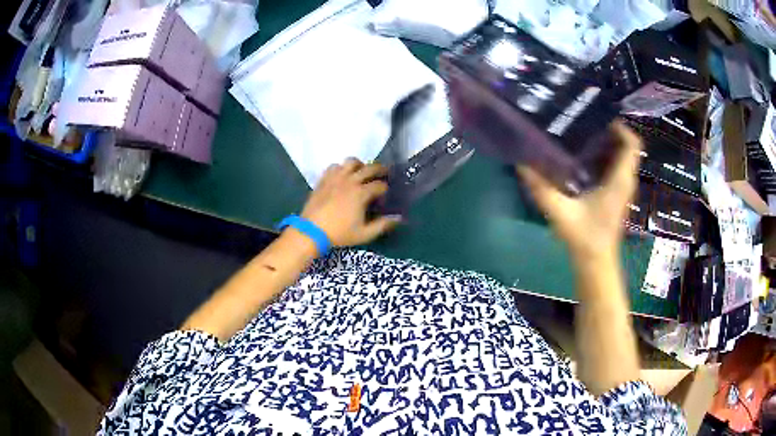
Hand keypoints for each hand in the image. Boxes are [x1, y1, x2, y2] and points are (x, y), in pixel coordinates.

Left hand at [301, 158, 400, 246]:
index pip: (379, 185)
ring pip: (351, 162)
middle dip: (380, 169)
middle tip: (384, 172)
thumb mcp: (364, 234)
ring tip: (361, 171)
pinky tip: (342, 176)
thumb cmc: (339, 234)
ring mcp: (335, 178)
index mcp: (361, 193)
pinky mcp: (324, 179)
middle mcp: (350, 181)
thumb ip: (382, 225)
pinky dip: (341, 168)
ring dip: (360, 165)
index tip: (385, 194)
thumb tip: (398, 218)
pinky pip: (334, 166)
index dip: (385, 189)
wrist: (311, 231)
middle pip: (369, 168)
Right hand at [517, 121, 642, 259]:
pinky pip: (618, 166)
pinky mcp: (618, 194)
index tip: (600, 115)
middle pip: (627, 146)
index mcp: (619, 180)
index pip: (632, 144)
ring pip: (623, 156)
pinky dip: (607, 155)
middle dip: (611, 130)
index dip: (621, 126)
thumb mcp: (561, 212)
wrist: (596, 261)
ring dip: (609, 142)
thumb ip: (542, 188)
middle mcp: (626, 180)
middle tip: (586, 119)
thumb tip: (521, 164)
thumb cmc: (585, 237)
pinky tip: (586, 155)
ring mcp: (623, 188)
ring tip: (584, 131)